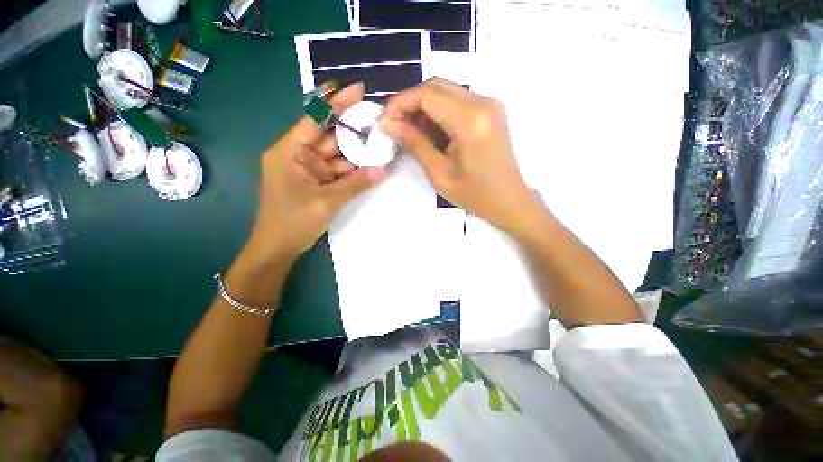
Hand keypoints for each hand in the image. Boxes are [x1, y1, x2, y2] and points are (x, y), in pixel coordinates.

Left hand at [245, 83, 386, 263]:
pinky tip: (368, 165)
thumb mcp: (326, 202)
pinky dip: (350, 170)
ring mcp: (306, 170)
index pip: (315, 119)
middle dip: (352, 130)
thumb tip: (383, 170)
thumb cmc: (292, 223)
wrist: (278, 249)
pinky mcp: (314, 183)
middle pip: (327, 137)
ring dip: (355, 153)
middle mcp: (296, 155)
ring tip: (379, 143)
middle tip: (377, 121)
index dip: (336, 104)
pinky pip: (335, 171)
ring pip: (334, 156)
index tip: (358, 90)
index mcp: (288, 152)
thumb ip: (356, 184)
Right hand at [381, 78, 537, 231]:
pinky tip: (430, 133)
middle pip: (436, 86)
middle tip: (395, 126)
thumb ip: (414, 144)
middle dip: (409, 103)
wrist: (509, 200)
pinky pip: (457, 102)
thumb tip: (389, 125)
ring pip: (445, 92)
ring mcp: (489, 104)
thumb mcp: (439, 173)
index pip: (427, 94)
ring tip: (410, 133)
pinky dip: (438, 113)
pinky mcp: (490, 111)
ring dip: (423, 108)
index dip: (400, 103)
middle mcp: (482, 102)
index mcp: (470, 120)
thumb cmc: (475, 195)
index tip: (384, 122)